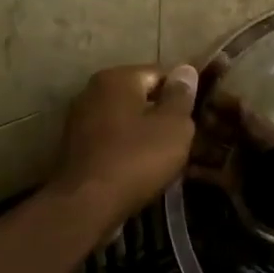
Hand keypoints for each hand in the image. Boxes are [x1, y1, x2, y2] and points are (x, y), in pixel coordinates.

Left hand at [48, 64, 199, 224]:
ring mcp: (79, 119)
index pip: (161, 73)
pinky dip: (127, 149)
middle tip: (186, 138)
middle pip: (140, 96)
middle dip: (163, 114)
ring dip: (145, 133)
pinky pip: (111, 140)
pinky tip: (141, 168)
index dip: (183, 93)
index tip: (198, 115)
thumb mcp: (174, 126)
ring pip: (125, 120)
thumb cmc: (137, 158)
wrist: (87, 203)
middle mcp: (93, 91)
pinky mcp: (75, 147)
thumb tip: (186, 70)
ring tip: (167, 156)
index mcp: (118, 78)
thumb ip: (181, 96)